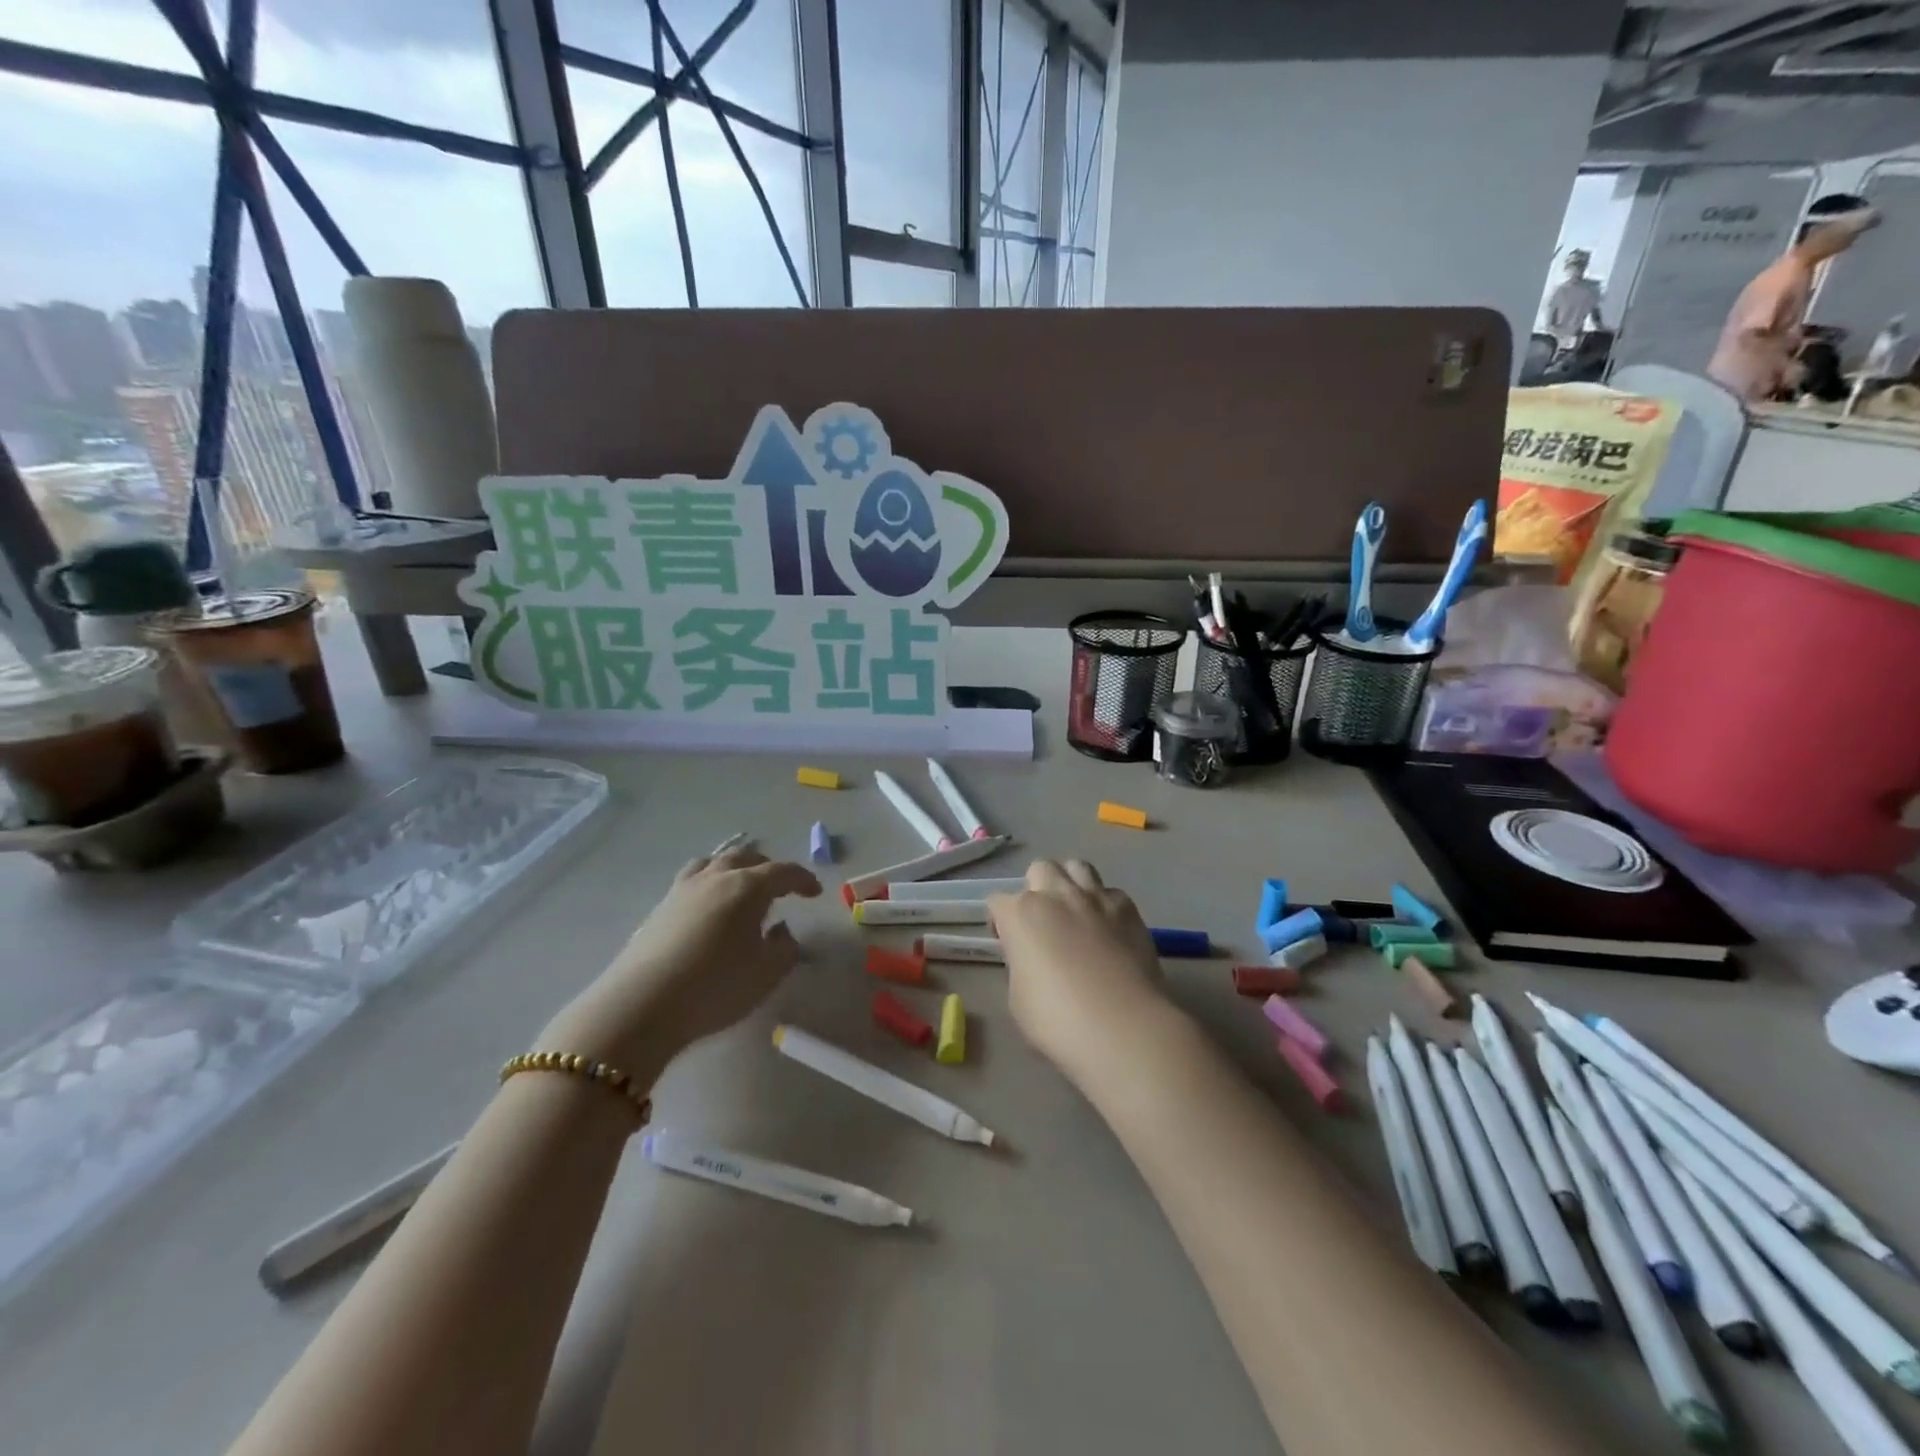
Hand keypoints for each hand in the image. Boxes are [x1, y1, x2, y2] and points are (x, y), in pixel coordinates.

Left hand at [539, 847, 821, 1078]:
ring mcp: (683, 890)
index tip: (815, 893)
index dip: (803, 879)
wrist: (642, 1006)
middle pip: (747, 857)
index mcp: (748, 887)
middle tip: (781, 888)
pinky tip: (709, 908)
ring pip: (714, 862)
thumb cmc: (716, 987)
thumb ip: (785, 948)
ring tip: (741, 887)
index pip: (783, 871)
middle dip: (768, 868)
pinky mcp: (659, 908)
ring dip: (734, 868)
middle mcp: (716, 878)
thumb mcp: (767, 973)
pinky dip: (709, 883)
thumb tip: (781, 930)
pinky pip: (692, 880)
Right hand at [989, 860, 1168, 1084]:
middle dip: (1036, 888)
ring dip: (1070, 884)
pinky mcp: (1128, 908)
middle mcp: (1056, 894)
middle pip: (1039, 869)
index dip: (999, 922)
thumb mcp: (1018, 997)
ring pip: (1076, 867)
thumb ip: (1021, 964)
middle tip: (1043, 921)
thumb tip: (1033, 957)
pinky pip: (1111, 893)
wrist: (1122, 1026)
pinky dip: (1105, 906)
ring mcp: (1095, 898)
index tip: (1008, 944)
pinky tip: (1109, 930)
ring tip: (1075, 912)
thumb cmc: (1058, 1020)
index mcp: (1021, 914)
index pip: (997, 902)